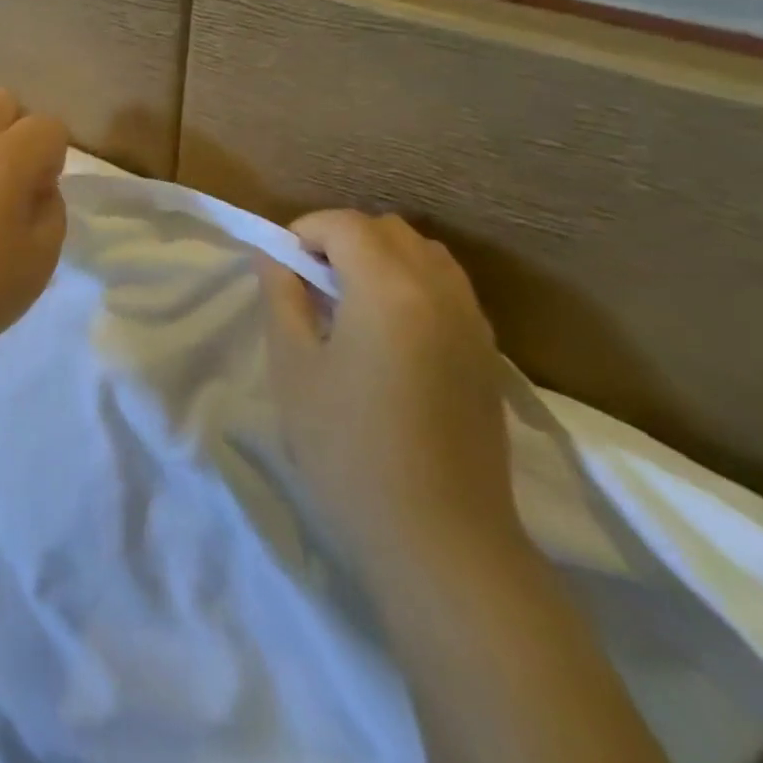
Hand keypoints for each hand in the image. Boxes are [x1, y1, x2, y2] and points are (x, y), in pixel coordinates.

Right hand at [257, 210, 518, 577]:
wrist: (439, 538)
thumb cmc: (348, 448)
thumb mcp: (293, 367)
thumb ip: (282, 297)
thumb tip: (275, 257)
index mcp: (390, 288)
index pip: (345, 224)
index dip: (304, 231)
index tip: (280, 267)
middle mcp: (440, 290)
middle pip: (388, 230)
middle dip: (341, 240)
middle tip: (309, 284)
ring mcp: (473, 322)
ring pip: (424, 254)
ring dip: (380, 259)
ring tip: (348, 304)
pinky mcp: (487, 353)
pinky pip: (447, 288)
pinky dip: (411, 284)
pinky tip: (387, 333)